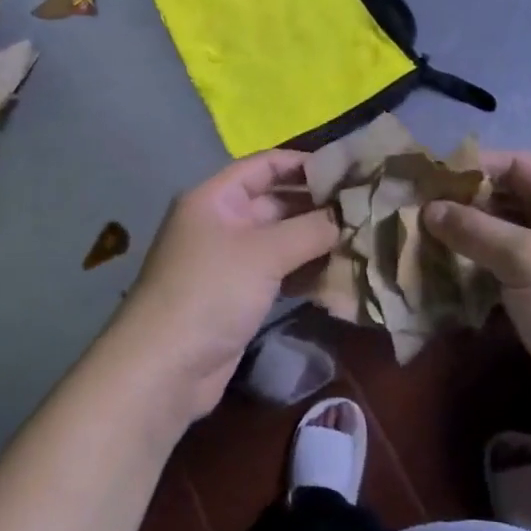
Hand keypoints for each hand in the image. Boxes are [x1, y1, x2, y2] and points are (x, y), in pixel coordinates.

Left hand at [105, 151, 339, 427]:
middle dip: (317, 205)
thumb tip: (349, 215)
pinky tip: (339, 273)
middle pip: (275, 202)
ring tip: (362, 238)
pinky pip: (278, 271)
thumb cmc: (211, 292)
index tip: (349, 170)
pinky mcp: (238, 295)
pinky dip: (305, 270)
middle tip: (365, 208)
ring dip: (316, 240)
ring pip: (280, 240)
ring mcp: (229, 260)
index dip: (304, 163)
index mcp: (216, 198)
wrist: (165, 368)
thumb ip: (310, 229)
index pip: (265, 165)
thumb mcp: (264, 252)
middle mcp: (222, 222)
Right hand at [424, 153, 530, 453]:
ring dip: (460, 239)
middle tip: (411, 210)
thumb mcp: (527, 259)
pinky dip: (469, 271)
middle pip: (505, 199)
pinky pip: (497, 273)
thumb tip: (429, 208)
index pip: (516, 164)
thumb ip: (475, 228)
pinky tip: (435, 274)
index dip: (472, 166)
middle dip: (460, 204)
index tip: (425, 176)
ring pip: (497, 238)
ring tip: (414, 239)